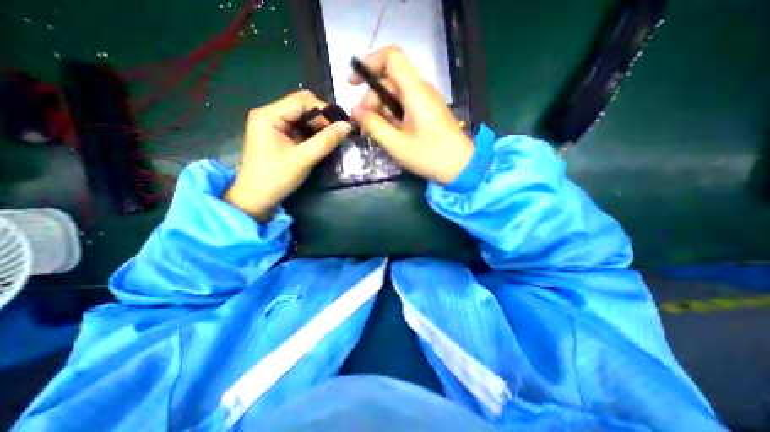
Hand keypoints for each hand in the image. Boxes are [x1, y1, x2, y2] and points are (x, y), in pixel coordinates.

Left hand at [225, 89, 352, 220]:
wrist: (256, 199)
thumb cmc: (276, 178)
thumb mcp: (304, 159)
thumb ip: (326, 141)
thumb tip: (347, 126)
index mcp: (268, 115)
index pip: (302, 101)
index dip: (324, 110)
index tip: (342, 125)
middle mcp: (269, 114)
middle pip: (302, 106)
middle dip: (322, 118)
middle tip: (340, 132)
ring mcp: (272, 125)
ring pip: (302, 117)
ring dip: (319, 126)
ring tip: (334, 137)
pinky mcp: (277, 136)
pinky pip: (299, 128)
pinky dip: (312, 133)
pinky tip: (322, 141)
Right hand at [352, 47, 475, 185]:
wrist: (461, 167)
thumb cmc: (430, 157)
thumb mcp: (396, 145)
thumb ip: (374, 125)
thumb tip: (355, 110)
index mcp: (415, 93)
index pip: (391, 58)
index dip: (369, 64)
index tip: (354, 84)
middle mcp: (421, 90)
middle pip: (389, 82)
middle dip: (372, 100)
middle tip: (365, 126)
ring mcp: (425, 101)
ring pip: (395, 96)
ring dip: (381, 111)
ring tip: (375, 134)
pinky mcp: (427, 112)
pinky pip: (404, 106)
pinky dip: (392, 117)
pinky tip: (389, 134)